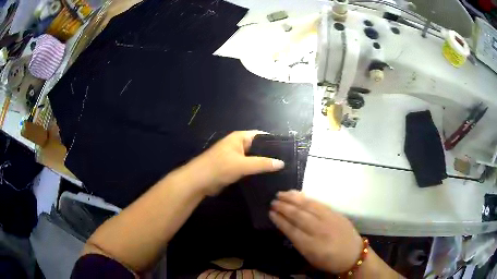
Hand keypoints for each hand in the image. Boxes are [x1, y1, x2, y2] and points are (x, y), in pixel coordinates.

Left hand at [188, 131, 284, 194]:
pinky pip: (249, 168)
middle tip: (288, 163)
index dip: (274, 141)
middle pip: (259, 148)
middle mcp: (239, 145)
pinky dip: (257, 172)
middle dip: (271, 155)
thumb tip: (282, 163)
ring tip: (282, 171)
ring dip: (264, 165)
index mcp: (240, 138)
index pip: (261, 136)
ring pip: (254, 159)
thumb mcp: (242, 164)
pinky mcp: (234, 169)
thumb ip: (263, 163)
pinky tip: (269, 178)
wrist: (199, 181)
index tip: (288, 150)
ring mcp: (236, 158)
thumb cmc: (219, 167)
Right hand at [269, 190, 362, 273]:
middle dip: (284, 207)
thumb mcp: (310, 257)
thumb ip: (298, 242)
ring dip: (293, 198)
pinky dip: (307, 198)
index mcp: (311, 245)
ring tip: (282, 193)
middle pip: (298, 215)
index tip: (270, 213)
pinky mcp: (335, 213)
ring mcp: (328, 219)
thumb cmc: (329, 260)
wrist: (353, 254)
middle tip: (273, 201)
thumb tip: (287, 227)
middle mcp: (319, 230)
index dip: (279, 220)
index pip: (291, 230)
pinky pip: (318, 203)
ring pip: (308, 206)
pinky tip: (299, 194)